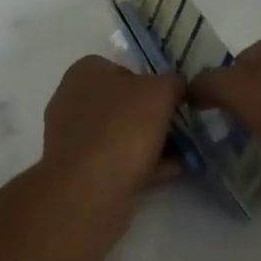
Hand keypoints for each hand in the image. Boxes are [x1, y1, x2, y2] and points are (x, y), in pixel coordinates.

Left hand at [42, 55, 183, 198]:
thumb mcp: (160, 91)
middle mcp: (74, 99)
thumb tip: (176, 87)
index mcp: (85, 72)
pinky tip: (173, 171)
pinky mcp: (80, 170)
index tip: (177, 102)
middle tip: (186, 129)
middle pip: (125, 103)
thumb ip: (173, 82)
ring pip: (123, 134)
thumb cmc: (122, 128)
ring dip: (153, 142)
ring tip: (186, 153)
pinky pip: (118, 160)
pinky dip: (145, 164)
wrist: (87, 190)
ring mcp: (74, 137)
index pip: (126, 69)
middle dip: (156, 116)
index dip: (154, 83)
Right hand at [186, 36, 260, 195]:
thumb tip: (189, 90)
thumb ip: (205, 86)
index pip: (231, 66)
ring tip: (245, 164)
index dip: (215, 92)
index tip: (204, 121)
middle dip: (237, 119)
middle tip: (221, 146)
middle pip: (253, 94)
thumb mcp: (237, 89)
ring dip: (260, 140)